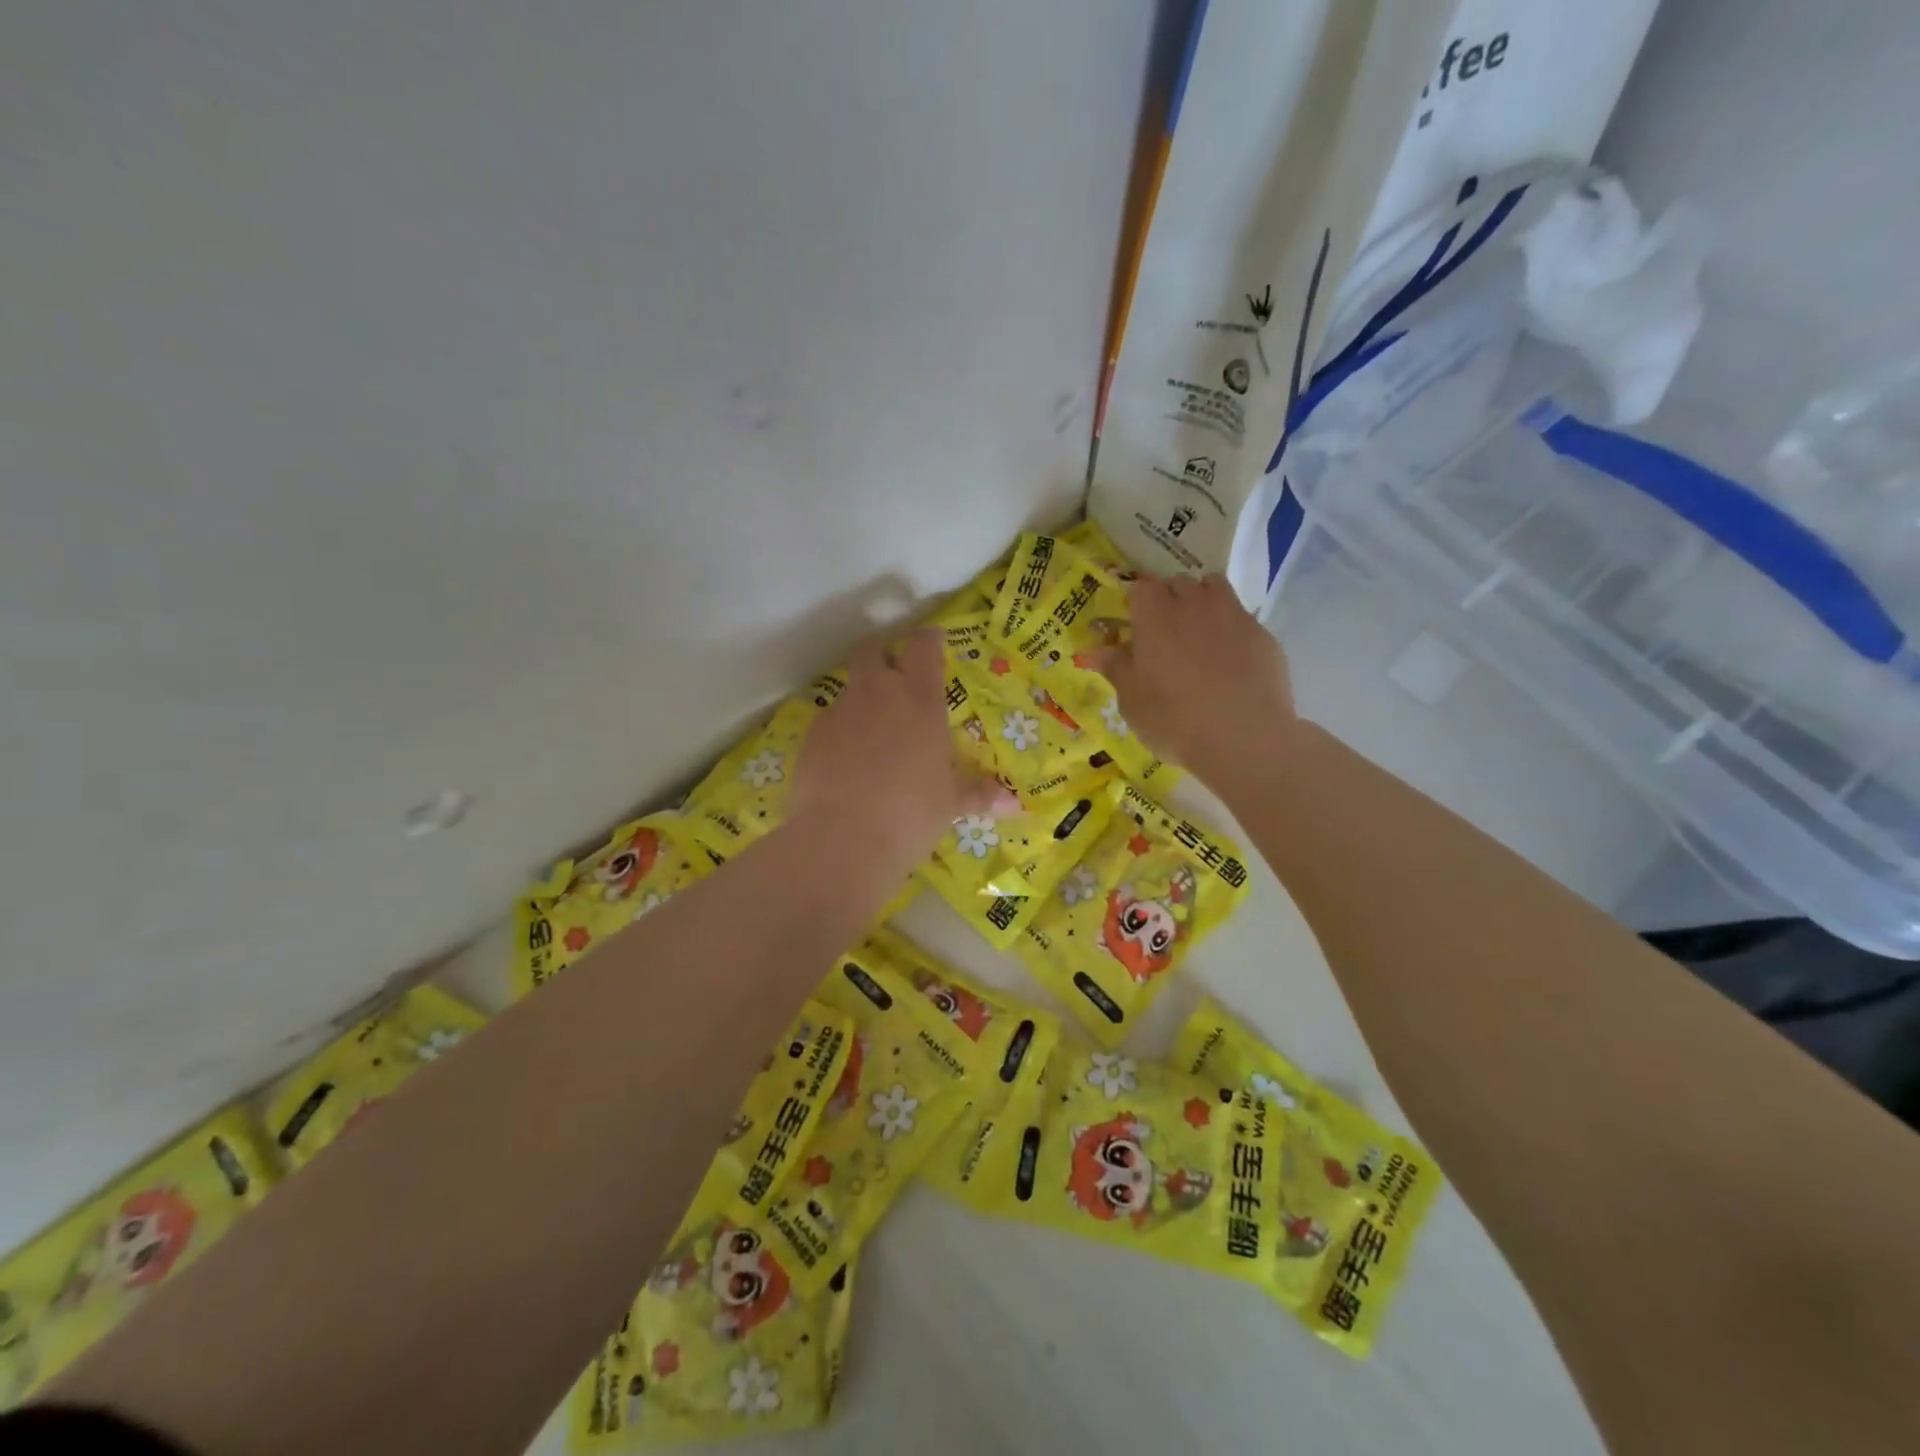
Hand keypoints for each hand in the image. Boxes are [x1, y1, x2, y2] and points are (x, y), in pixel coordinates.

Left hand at [792, 629, 1016, 871]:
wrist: (844, 838)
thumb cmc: (911, 814)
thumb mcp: (950, 804)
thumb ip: (979, 794)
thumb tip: (1015, 806)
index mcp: (920, 701)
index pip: (923, 646)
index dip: (928, 638)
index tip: (933, 640)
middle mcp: (878, 694)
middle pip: (871, 650)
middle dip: (881, 656)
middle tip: (892, 678)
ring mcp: (840, 712)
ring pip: (848, 687)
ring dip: (859, 699)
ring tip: (869, 732)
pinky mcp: (810, 736)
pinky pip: (827, 722)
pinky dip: (837, 732)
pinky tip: (843, 762)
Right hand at [1099, 574, 1296, 786]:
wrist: (1244, 738)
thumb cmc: (1174, 720)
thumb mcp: (1132, 702)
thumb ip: (1116, 669)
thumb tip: (1098, 651)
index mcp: (1155, 617)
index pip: (1141, 588)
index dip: (1138, 603)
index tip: (1135, 625)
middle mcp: (1193, 605)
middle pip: (1178, 583)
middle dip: (1170, 599)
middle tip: (1165, 632)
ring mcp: (1232, 615)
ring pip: (1214, 588)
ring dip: (1203, 601)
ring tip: (1200, 633)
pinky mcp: (1263, 634)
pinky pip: (1241, 617)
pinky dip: (1232, 628)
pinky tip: (1231, 660)